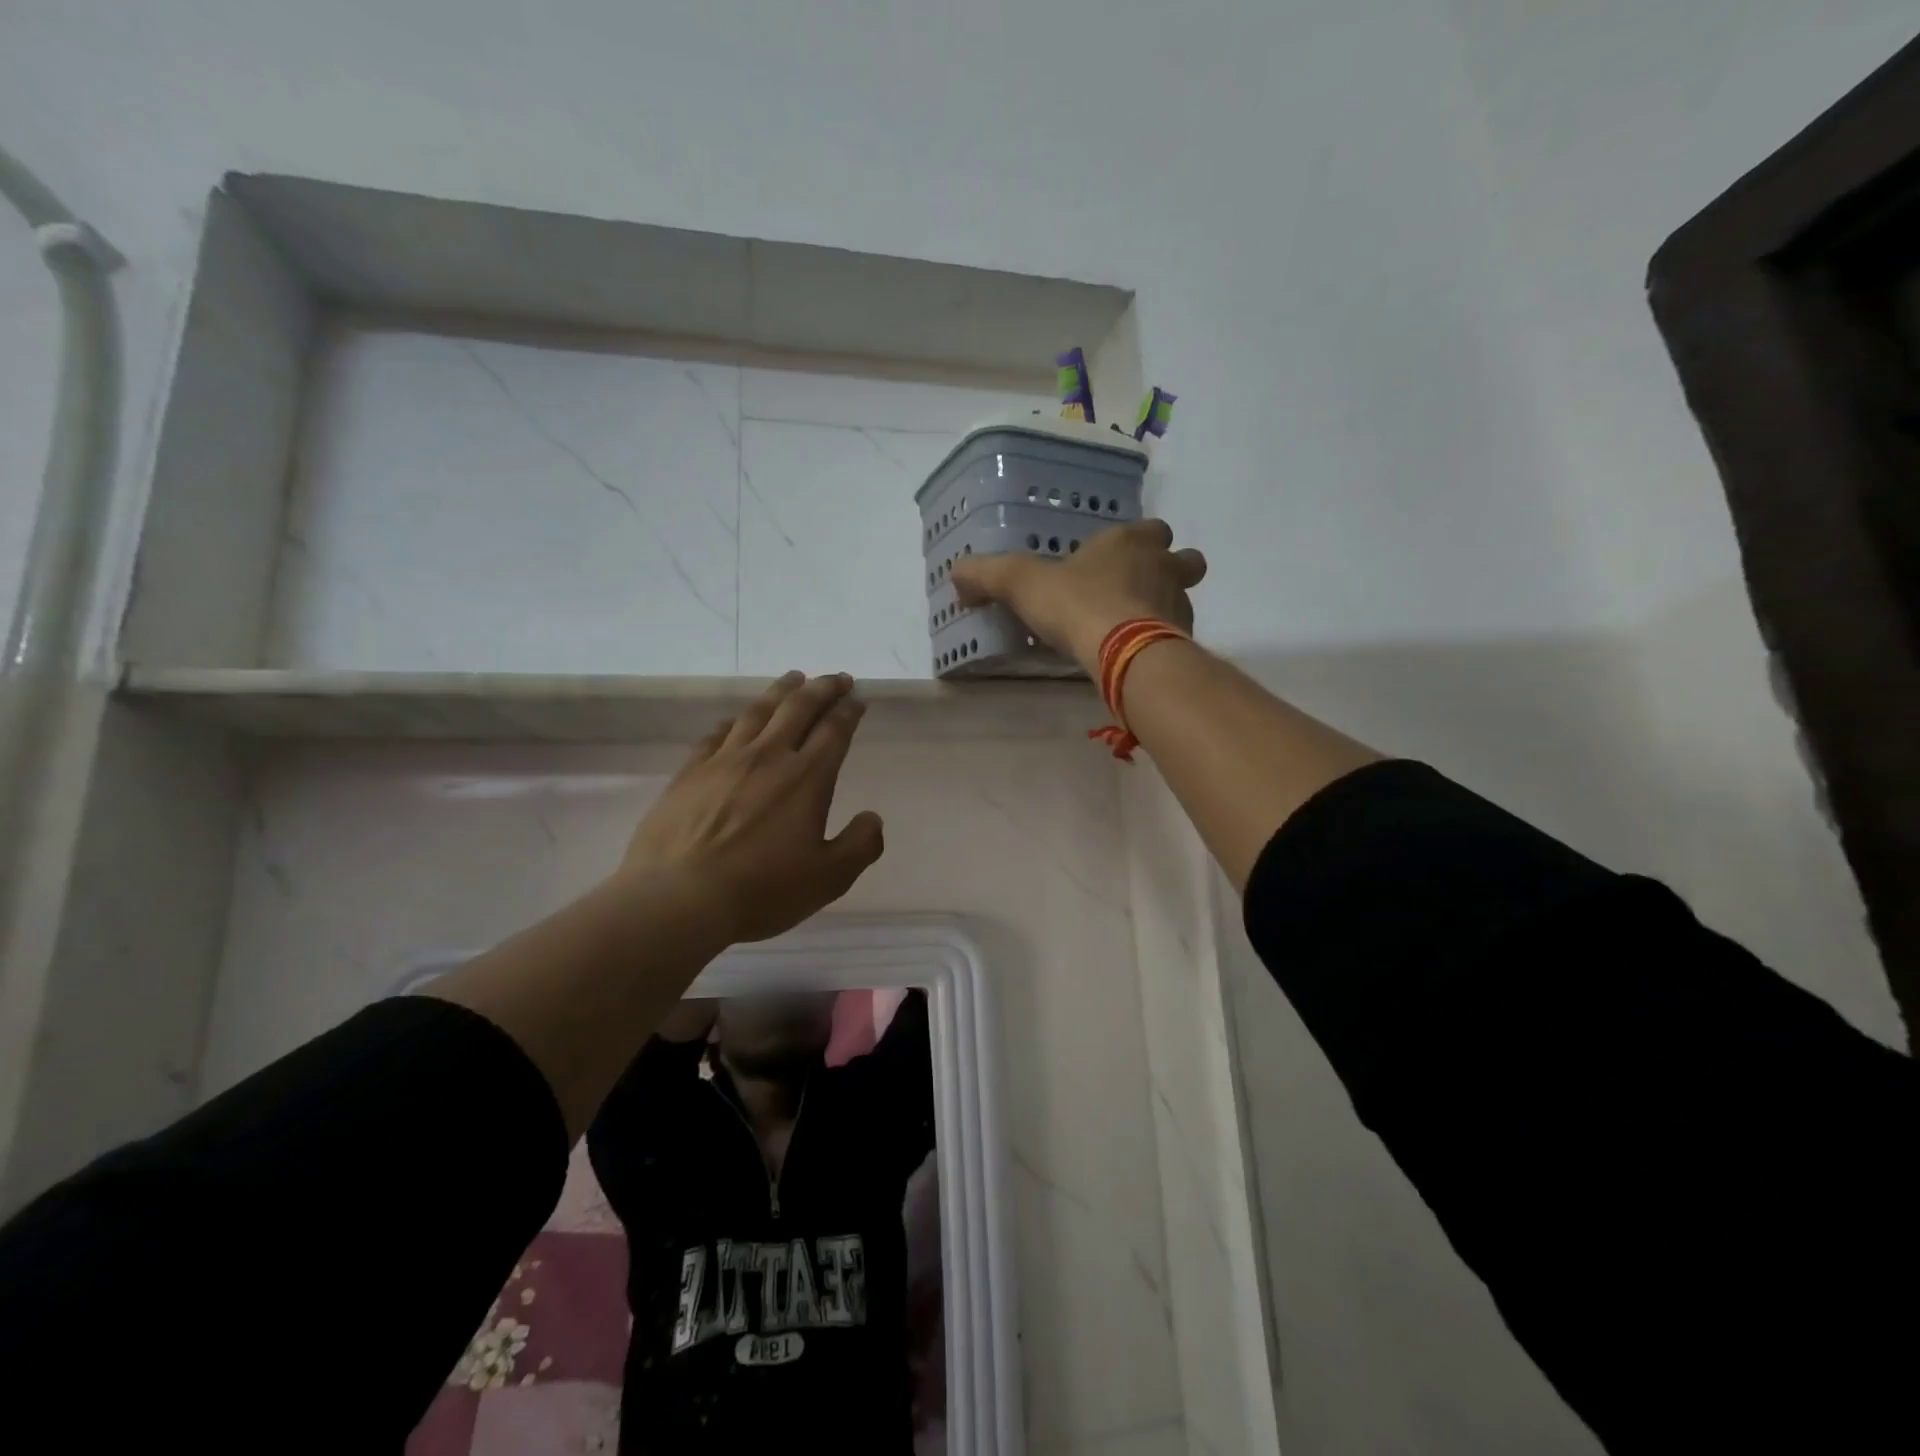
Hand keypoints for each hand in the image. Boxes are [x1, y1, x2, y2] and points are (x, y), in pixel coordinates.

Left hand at [620, 672, 884, 943]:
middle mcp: (768, 756)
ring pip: (758, 711)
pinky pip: (716, 733)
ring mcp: (724, 760)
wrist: (678, 898)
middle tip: (836, 678)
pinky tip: (736, 721)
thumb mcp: (828, 878)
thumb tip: (873, 819)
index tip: (858, 699)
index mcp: (807, 777)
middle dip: (822, 688)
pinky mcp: (690, 772)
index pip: (834, 729)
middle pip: (799, 707)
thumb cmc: (761, 890)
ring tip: (793, 679)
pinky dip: (735, 721)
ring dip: (781, 691)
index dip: (849, 710)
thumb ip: (860, 845)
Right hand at [950, 518, 1206, 674]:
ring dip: (1165, 608)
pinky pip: (1177, 637)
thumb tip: (956, 573)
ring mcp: (1179, 605)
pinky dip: (1162, 643)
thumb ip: (988, 574)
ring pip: (1183, 598)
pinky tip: (1136, 657)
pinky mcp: (1183, 641)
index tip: (1118, 557)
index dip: (1137, 540)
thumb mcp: (1022, 584)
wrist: (1124, 652)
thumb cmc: (1077, 604)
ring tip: (1134, 629)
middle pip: (1183, 560)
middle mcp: (1164, 567)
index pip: (1150, 528)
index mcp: (1131, 542)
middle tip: (1139, 589)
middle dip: (1169, 570)